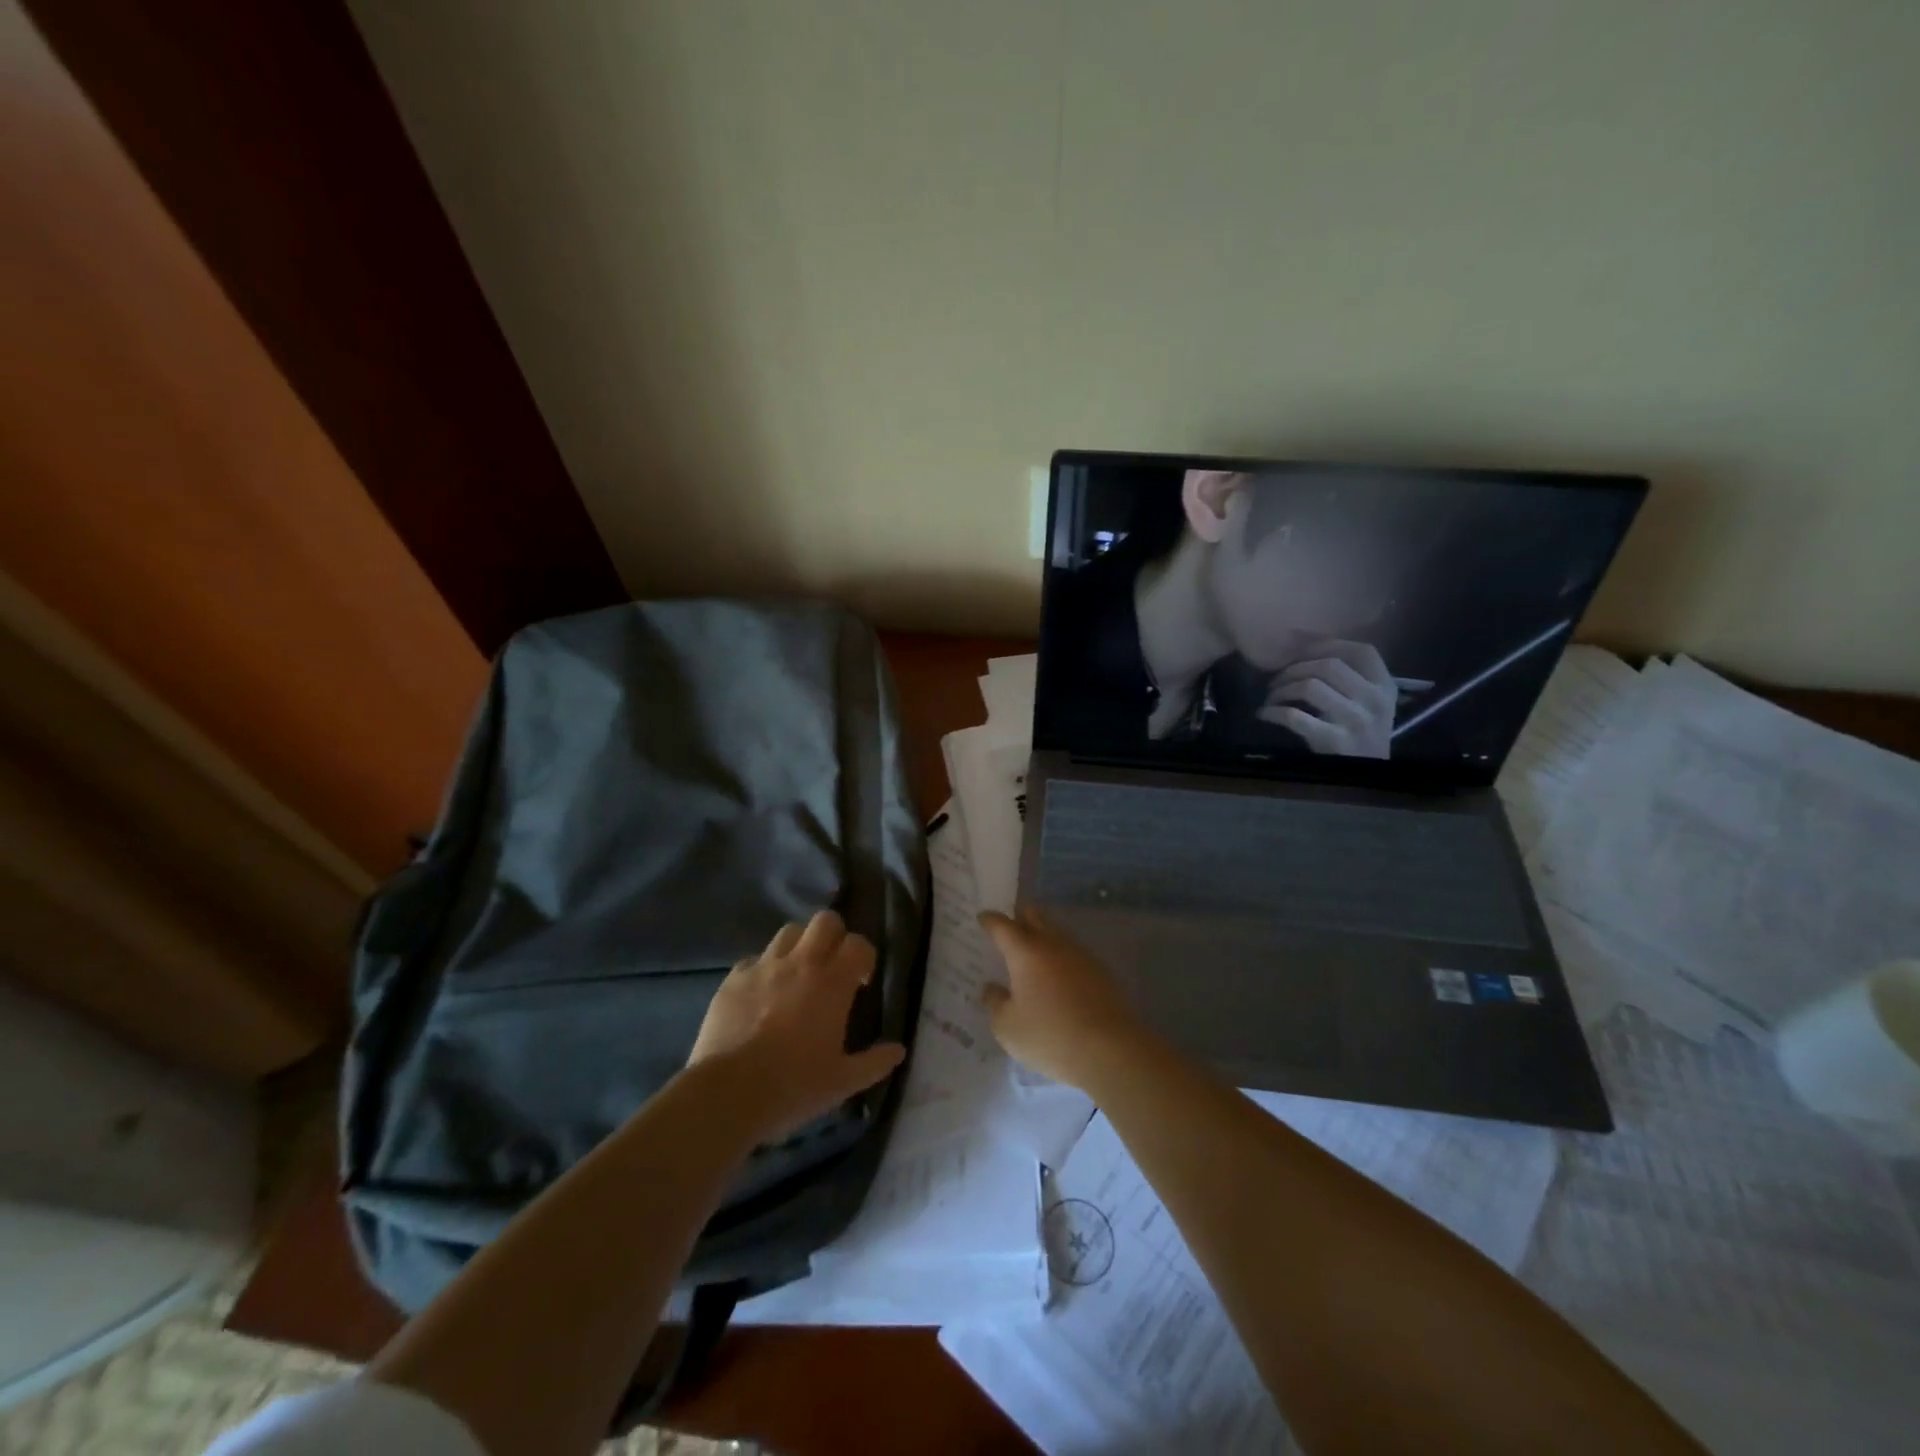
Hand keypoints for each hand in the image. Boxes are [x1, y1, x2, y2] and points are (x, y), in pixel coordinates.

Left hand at [689, 911, 905, 1140]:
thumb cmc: (793, 1085)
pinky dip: (763, 970)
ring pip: (789, 932)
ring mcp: (764, 966)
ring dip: (799, 947)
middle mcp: (801, 963)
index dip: (864, 957)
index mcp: (833, 983)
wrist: (728, 1093)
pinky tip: (760, 995)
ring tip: (796, 975)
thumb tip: (899, 1050)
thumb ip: (875, 1062)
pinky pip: (754, 960)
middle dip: (834, 936)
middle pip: (825, 921)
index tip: (861, 982)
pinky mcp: (733, 978)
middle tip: (831, 967)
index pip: (859, 944)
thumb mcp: (842, 1082)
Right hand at [977, 905, 1152, 1093]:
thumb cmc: (1050, 1036)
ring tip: (1033, 951)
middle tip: (1008, 926)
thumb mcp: (1007, 1027)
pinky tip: (1059, 974)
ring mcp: (1080, 955)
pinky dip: (1061, 957)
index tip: (982, 918)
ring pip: (1056, 932)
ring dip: (1043, 935)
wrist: (1110, 1049)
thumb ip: (995, 1003)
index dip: (990, 920)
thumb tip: (992, 988)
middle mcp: (1053, 944)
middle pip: (1034, 916)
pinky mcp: (1101, 971)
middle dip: (1019, 917)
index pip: (1002, 926)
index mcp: (1025, 952)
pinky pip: (1074, 953)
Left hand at [1258, 638, 1395, 757]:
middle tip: (1276, 679)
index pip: (1361, 651)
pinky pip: (1294, 717)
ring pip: (1309, 686)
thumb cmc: (1363, 734)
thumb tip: (1305, 645)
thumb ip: (1352, 677)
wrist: (1369, 775)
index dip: (1326, 644)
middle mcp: (1374, 700)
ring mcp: (1356, 720)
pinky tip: (1264, 714)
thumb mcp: (1370, 702)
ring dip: (1281, 689)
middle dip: (1295, 668)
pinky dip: (1273, 712)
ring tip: (1271, 697)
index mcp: (1385, 686)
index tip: (1299, 650)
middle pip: (1328, 665)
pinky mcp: (1334, 740)